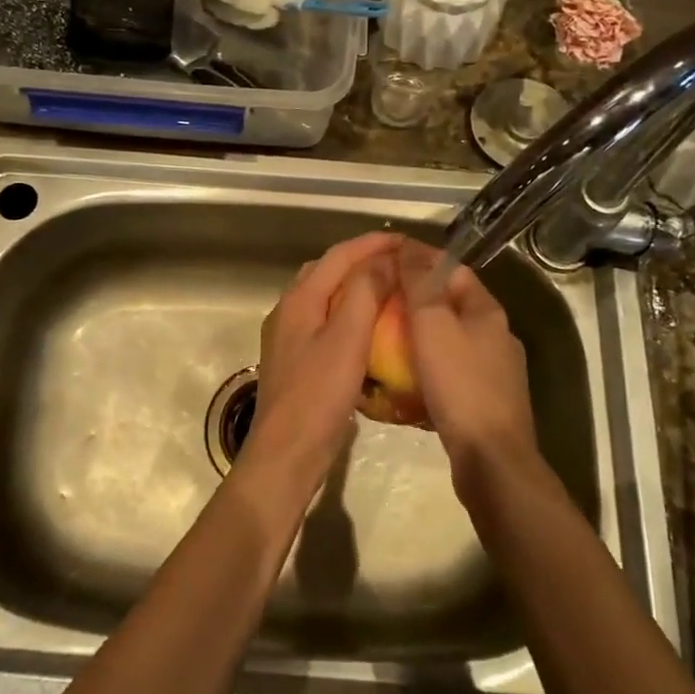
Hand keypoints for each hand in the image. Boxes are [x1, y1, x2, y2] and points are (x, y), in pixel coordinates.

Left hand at [238, 232, 400, 505]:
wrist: (285, 453)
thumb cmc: (318, 395)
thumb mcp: (347, 339)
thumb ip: (364, 293)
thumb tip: (383, 259)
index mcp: (300, 299)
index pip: (339, 255)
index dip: (373, 243)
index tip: (408, 240)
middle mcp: (289, 310)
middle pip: (327, 270)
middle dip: (363, 259)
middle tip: (400, 262)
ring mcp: (289, 335)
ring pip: (325, 295)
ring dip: (355, 285)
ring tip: (390, 289)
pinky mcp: (296, 359)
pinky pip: (325, 320)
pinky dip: (348, 312)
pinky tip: (369, 328)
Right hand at [396, 240, 541, 491]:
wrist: (491, 460)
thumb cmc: (460, 384)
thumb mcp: (432, 325)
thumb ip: (419, 284)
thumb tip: (408, 246)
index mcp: (487, 311)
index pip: (452, 269)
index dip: (419, 261)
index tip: (384, 262)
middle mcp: (495, 336)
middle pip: (449, 305)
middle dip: (414, 301)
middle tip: (376, 303)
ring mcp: (493, 372)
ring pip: (448, 341)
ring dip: (418, 338)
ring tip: (382, 341)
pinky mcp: (484, 402)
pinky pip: (448, 373)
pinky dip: (425, 370)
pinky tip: (402, 382)